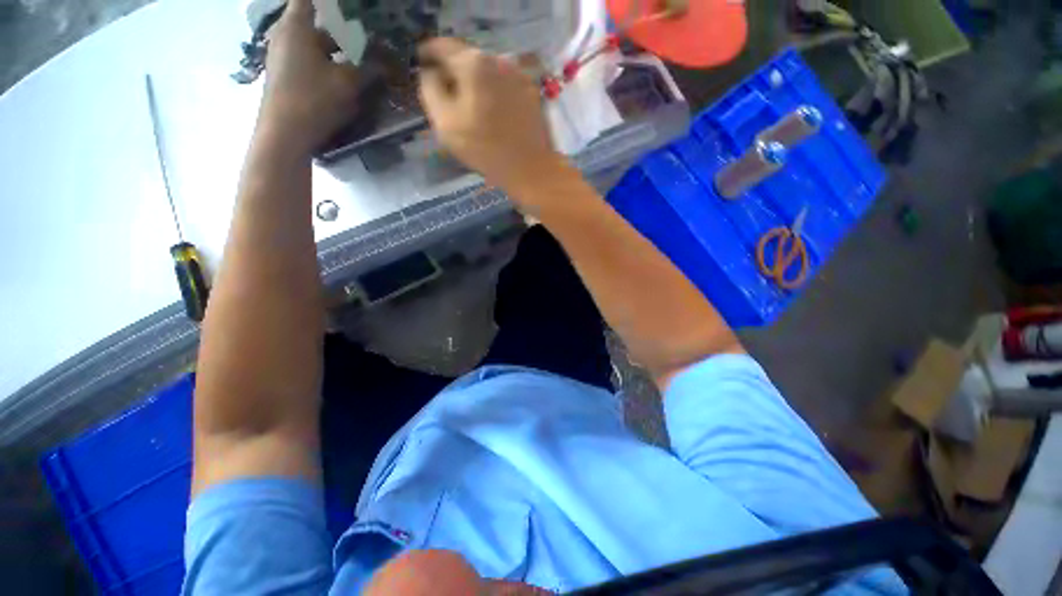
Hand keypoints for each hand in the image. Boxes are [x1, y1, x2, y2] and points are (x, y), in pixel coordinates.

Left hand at [259, 0, 359, 152]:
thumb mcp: (348, 83)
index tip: (350, 11)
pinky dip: (324, 60)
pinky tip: (340, 75)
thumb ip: (367, 69)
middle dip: (338, 26)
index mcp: (297, 26)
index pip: (308, 0)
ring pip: (311, 42)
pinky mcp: (284, 75)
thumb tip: (384, 62)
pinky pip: (307, 58)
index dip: (330, 4)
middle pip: (313, 21)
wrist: (285, 134)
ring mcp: (281, 56)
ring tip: (356, 56)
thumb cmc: (314, 99)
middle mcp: (285, 35)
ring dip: (332, 47)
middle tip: (362, 34)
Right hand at [418, 38, 564, 193]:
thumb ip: (430, 90)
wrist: (529, 168)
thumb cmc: (485, 148)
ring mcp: (519, 74)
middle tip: (446, 89)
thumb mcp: (445, 122)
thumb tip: (429, 73)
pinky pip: (505, 83)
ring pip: (488, 70)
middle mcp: (498, 59)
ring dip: (476, 80)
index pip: (442, 46)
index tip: (422, 62)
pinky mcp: (532, 92)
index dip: (428, 54)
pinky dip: (494, 90)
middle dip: (454, 70)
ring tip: (470, 101)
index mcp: (473, 63)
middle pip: (467, 57)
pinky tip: (493, 109)